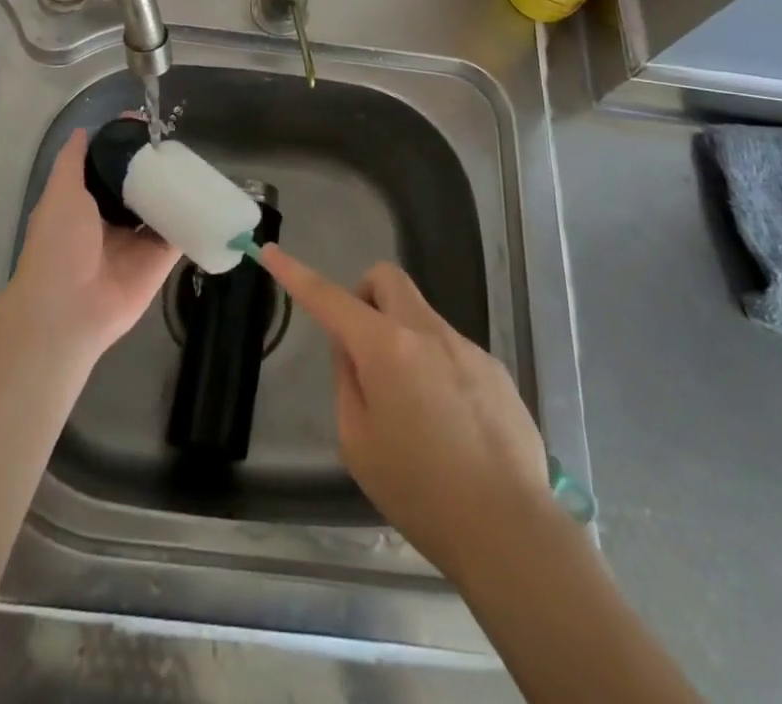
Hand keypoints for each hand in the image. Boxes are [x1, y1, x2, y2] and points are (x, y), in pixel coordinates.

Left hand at [9, 129, 177, 360]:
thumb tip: (82, 130)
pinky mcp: (160, 260)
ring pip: (161, 207)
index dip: (125, 148)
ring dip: (176, 189)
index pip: (109, 169)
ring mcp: (138, 241)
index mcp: (85, 204)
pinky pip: (180, 233)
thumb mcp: (60, 193)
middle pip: (139, 186)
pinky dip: (194, 217)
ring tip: (198, 160)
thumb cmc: (59, 244)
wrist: (70, 308)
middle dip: (155, 167)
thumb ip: (72, 162)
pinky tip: (209, 194)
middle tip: (179, 141)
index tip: (146, 124)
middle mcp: (112, 220)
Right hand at [259, 244, 561, 579]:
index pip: (328, 298)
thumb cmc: (420, 492)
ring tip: (414, 411)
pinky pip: (451, 350)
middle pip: (386, 278)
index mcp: (385, 347)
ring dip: (402, 341)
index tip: (271, 251)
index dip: (295, 273)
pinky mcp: (496, 369)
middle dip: (364, 296)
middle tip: (362, 348)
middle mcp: (426, 332)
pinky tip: (451, 427)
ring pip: (420, 317)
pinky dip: (436, 368)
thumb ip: (348, 382)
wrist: (511, 531)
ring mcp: (466, 347)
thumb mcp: (358, 443)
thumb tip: (353, 351)